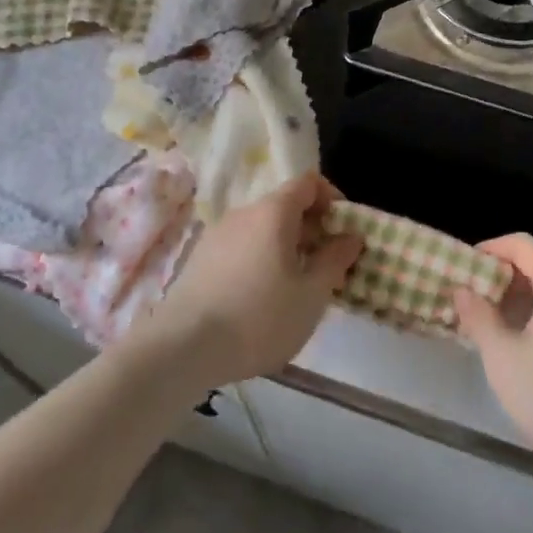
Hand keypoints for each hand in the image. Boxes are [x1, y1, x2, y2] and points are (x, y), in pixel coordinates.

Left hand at [142, 172, 364, 387]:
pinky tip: (260, 300)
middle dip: (311, 229)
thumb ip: (335, 260)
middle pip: (285, 206)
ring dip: (285, 247)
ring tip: (295, 287)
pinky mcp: (200, 259)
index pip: (309, 182)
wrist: (180, 349)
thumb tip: (351, 237)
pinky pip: (241, 247)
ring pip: (262, 229)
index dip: (332, 198)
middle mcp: (245, 212)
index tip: (344, 230)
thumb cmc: (258, 317)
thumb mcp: (311, 295)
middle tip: (326, 266)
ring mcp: (218, 234)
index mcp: (274, 211)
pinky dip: (260, 260)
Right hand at [453, 234, 532, 483]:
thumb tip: (462, 289)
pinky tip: (519, 347)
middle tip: (471, 299)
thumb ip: (479, 317)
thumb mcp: (503, 358)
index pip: (522, 244)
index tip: (465, 266)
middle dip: (501, 277)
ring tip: (488, 324)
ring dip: (517, 299)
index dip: (491, 248)